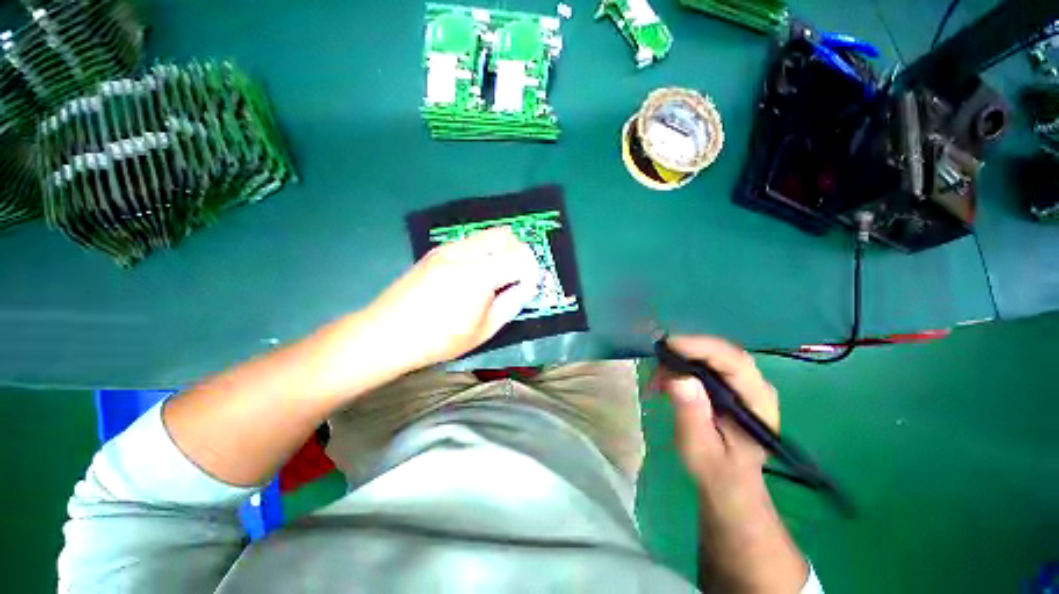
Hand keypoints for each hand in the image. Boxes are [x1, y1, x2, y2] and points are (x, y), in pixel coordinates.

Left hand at [363, 227, 540, 372]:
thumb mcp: (484, 330)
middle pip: (505, 235)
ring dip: (501, 250)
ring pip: (487, 236)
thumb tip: (527, 286)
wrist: (387, 333)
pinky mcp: (436, 251)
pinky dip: (484, 252)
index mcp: (479, 274)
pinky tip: (475, 275)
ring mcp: (447, 248)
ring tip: (497, 277)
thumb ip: (511, 303)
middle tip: (517, 276)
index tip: (528, 288)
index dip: (530, 272)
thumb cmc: (439, 339)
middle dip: (519, 252)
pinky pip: (470, 242)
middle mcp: (464, 252)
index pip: (519, 258)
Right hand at [657, 335, 778, 487]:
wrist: (728, 480)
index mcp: (758, 404)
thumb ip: (691, 414)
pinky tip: (666, 378)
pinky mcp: (729, 383)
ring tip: (657, 377)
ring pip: (713, 354)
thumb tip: (678, 377)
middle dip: (687, 351)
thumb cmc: (715, 469)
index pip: (734, 363)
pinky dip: (683, 364)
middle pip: (723, 353)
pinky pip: (707, 362)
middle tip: (657, 361)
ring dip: (682, 358)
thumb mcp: (699, 447)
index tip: (670, 346)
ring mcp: (744, 383)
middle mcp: (756, 386)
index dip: (702, 348)